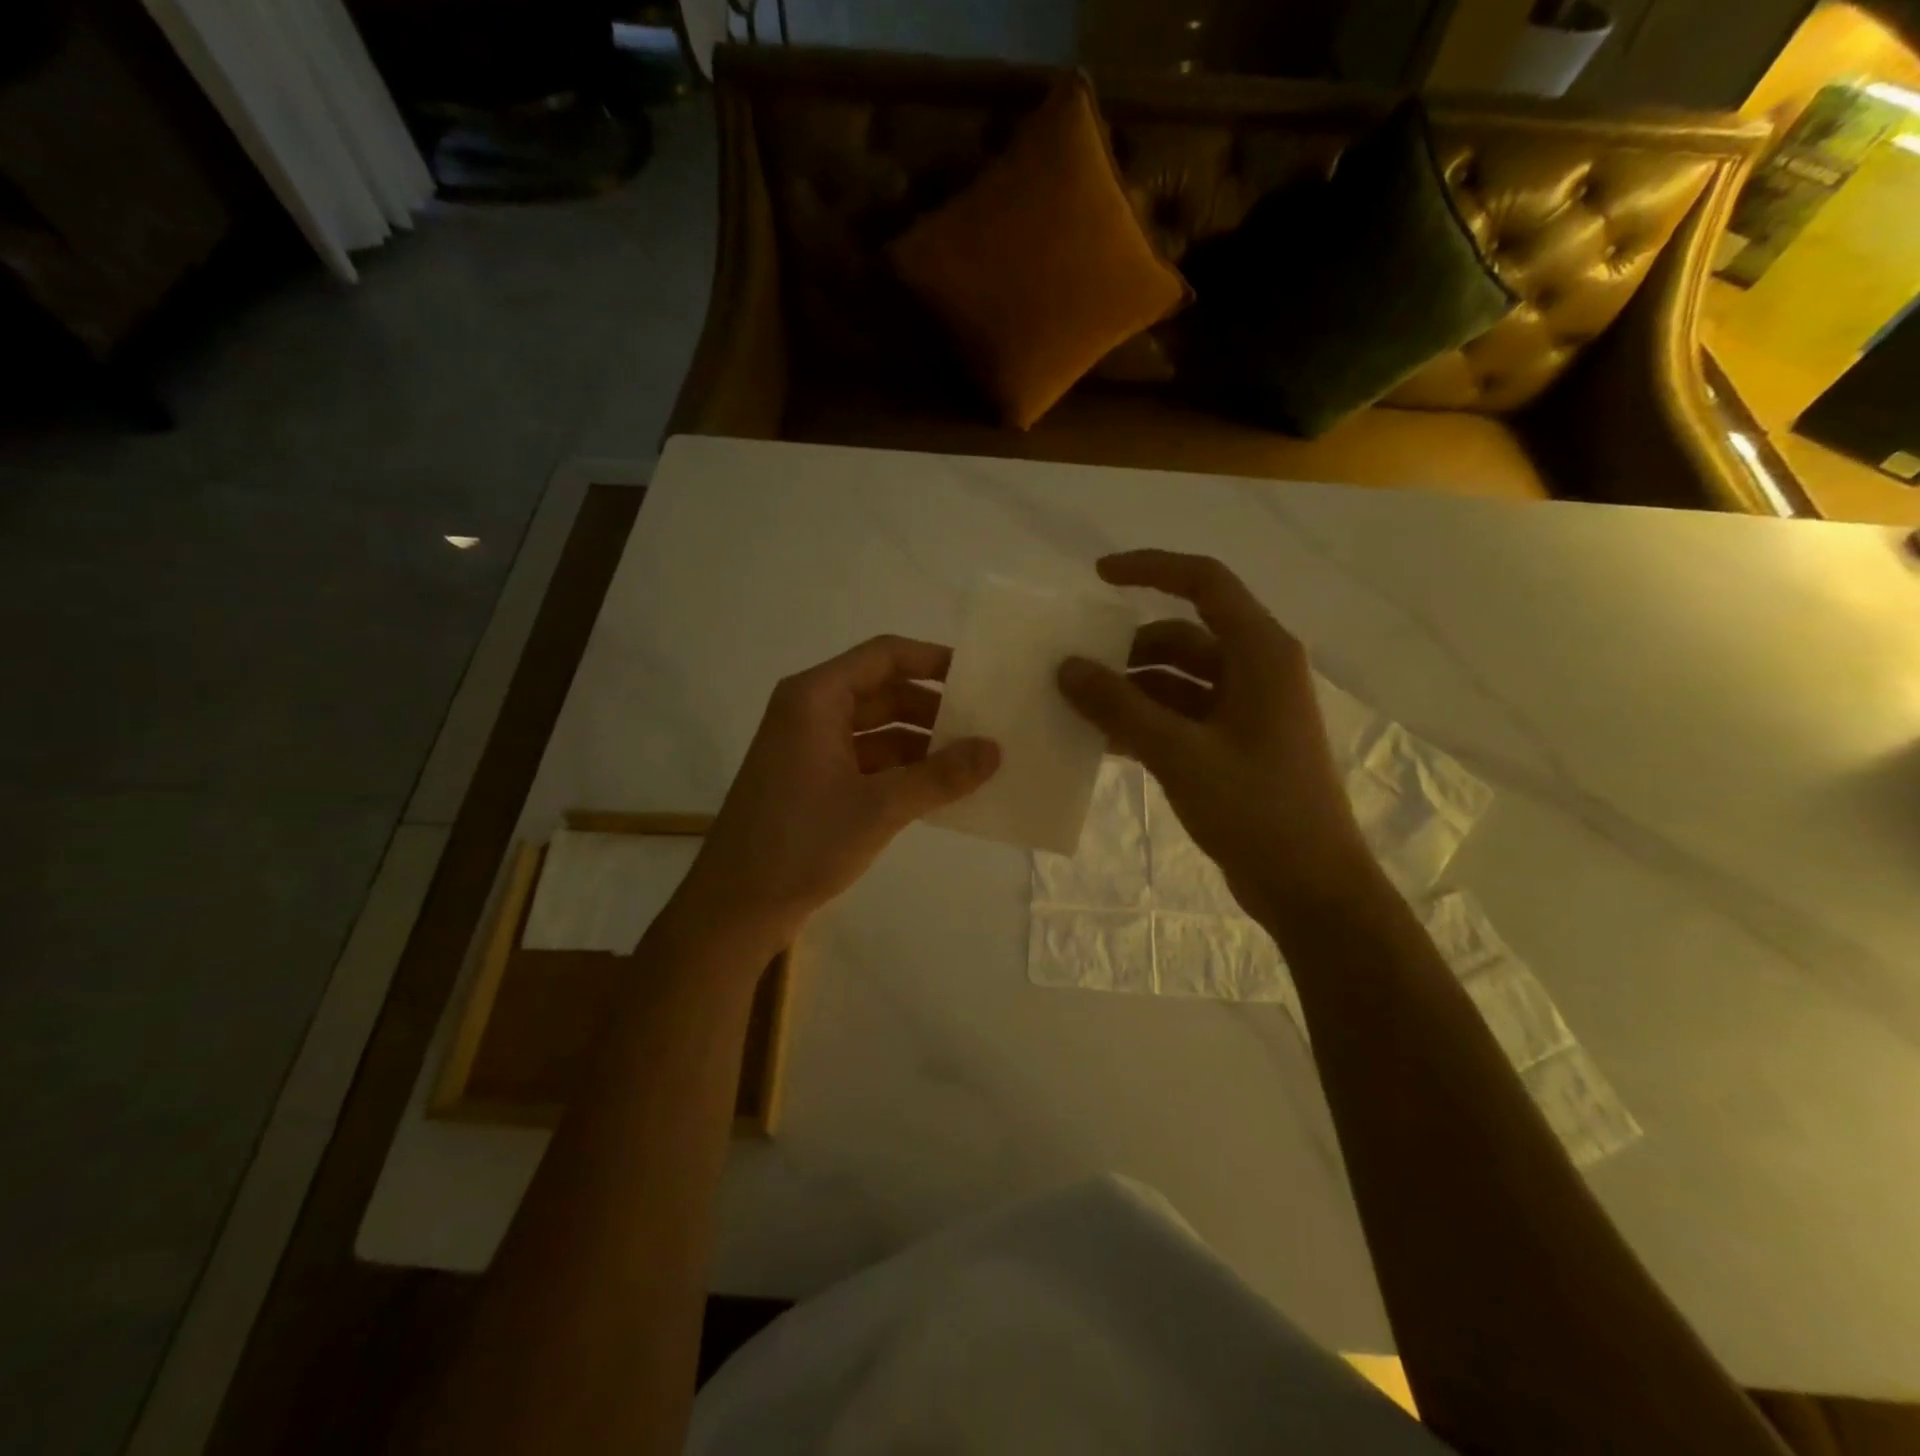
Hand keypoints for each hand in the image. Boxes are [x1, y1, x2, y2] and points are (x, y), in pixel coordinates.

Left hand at [674, 635, 999, 950]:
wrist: (736, 907)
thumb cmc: (802, 842)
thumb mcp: (880, 807)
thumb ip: (940, 776)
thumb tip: (995, 749)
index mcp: (816, 698)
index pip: (885, 656)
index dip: (933, 661)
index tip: (979, 678)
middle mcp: (811, 711)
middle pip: (883, 691)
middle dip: (933, 708)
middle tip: (985, 725)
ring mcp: (810, 747)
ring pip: (877, 729)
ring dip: (921, 743)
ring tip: (972, 760)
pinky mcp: (813, 780)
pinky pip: (866, 759)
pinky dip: (901, 769)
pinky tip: (938, 789)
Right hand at [1057, 551, 1371, 924]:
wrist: (1310, 888)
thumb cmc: (1256, 809)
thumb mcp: (1179, 753)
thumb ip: (1119, 707)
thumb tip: (1067, 667)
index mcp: (1260, 653)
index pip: (1204, 583)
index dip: (1150, 569)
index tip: (1097, 576)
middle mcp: (1257, 671)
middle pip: (1182, 635)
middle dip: (1126, 649)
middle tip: (1072, 665)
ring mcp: (1246, 711)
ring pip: (1177, 680)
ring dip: (1130, 689)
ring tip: (1077, 707)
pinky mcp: (1234, 746)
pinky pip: (1181, 716)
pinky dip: (1144, 721)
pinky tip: (1103, 740)